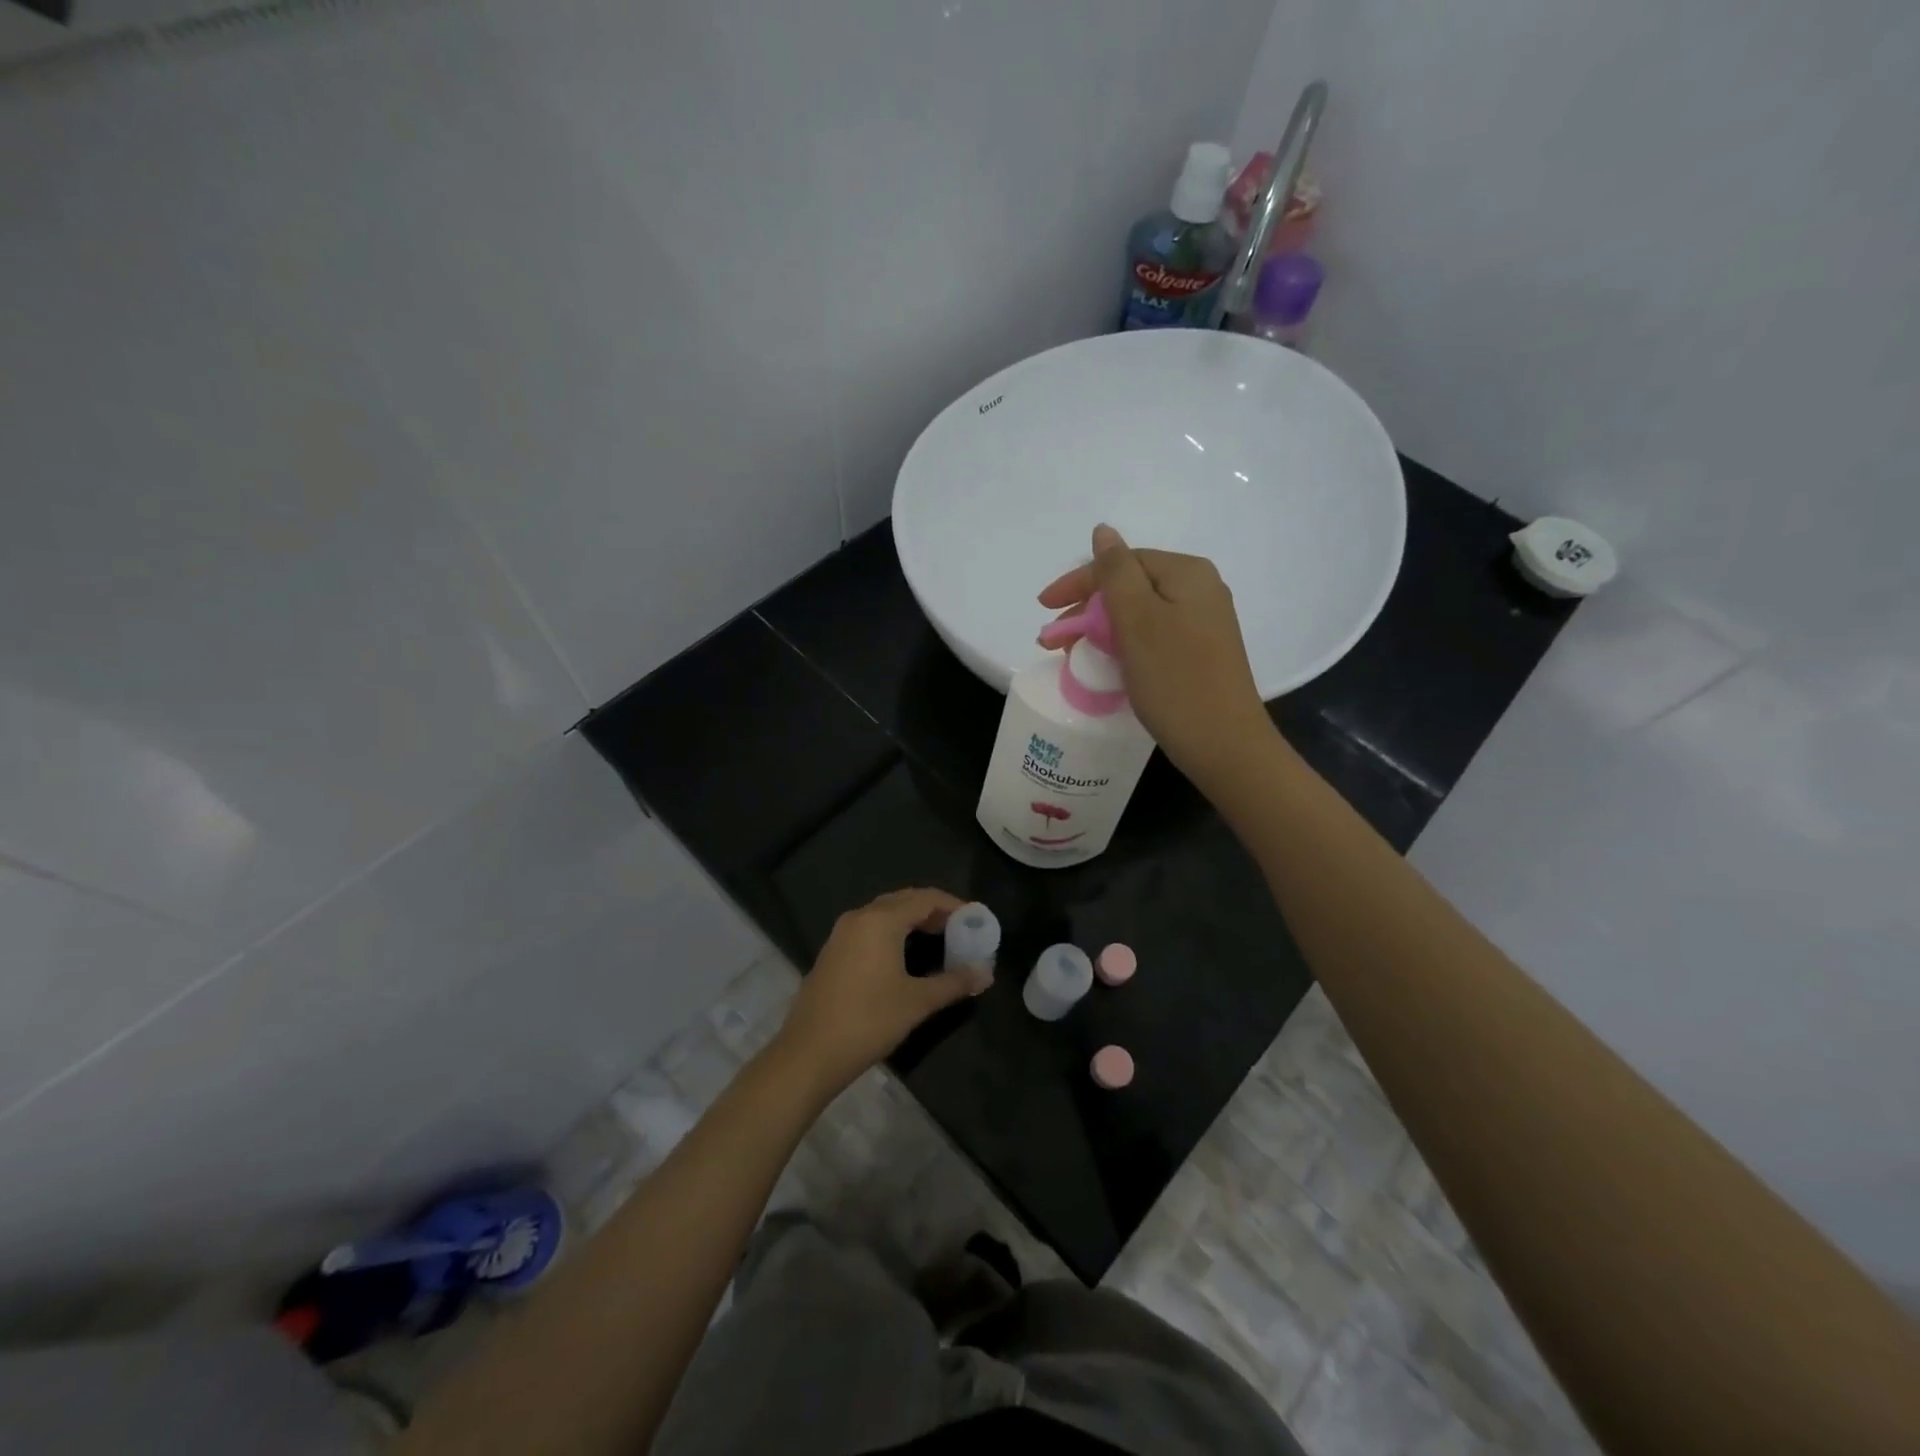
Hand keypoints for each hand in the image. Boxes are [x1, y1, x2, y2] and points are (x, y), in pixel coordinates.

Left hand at [773, 888, 990, 1097]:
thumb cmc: (868, 1021)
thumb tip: (986, 974)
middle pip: (904, 900)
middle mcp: (860, 917)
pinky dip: (893, 931)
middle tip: (960, 929)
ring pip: (885, 913)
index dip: (953, 905)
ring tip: (939, 940)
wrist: (808, 1053)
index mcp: (881, 921)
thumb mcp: (917, 1002)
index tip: (976, 919)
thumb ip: (954, 983)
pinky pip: (870, 928)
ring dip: (912, 920)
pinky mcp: (833, 951)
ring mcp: (841, 933)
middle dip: (934, 910)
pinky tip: (905, 955)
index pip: (925, 898)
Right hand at [1039, 524, 1275, 788]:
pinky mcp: (1200, 653)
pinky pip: (1152, 636)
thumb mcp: (1137, 620)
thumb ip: (1116, 572)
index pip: (1121, 563)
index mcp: (1187, 573)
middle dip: (1087, 610)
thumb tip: (1103, 531)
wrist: (1224, 744)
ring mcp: (1203, 623)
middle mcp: (1200, 590)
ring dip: (1101, 629)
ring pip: (1138, 614)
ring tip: (1072, 654)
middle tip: (1053, 640)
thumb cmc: (1175, 679)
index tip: (1043, 608)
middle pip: (1130, 587)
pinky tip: (1107, 663)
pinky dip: (1123, 645)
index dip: (1078, 583)